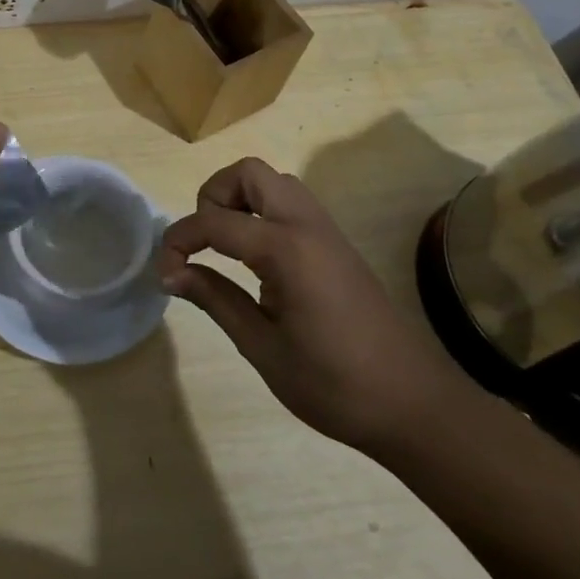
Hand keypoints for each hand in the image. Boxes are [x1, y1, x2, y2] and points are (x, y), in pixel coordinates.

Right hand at [159, 157, 469, 453]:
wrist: (414, 405)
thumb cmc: (334, 384)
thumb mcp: (262, 347)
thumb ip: (214, 299)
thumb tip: (171, 272)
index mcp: (287, 249)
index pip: (215, 222)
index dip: (179, 240)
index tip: (164, 272)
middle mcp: (307, 225)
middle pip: (249, 173)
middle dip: (213, 196)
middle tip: (203, 242)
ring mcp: (326, 231)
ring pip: (273, 182)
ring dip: (240, 200)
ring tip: (225, 248)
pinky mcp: (336, 244)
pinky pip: (291, 204)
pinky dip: (262, 212)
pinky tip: (256, 260)